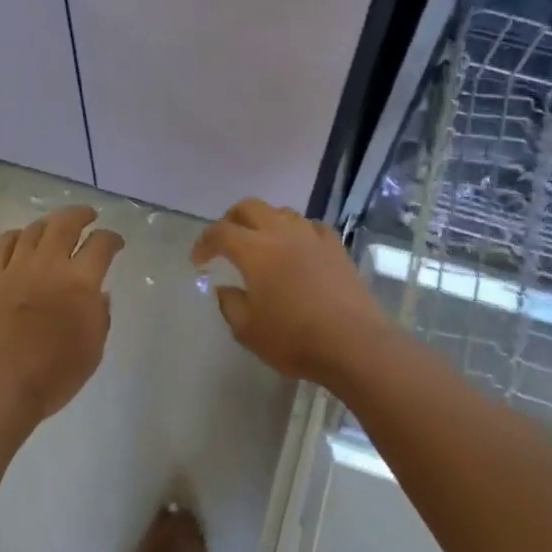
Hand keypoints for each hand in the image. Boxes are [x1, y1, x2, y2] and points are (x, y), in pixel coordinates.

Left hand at [0, 206, 124, 422]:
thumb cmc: (53, 376)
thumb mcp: (92, 351)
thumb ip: (99, 317)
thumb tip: (99, 294)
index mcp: (80, 282)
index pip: (101, 245)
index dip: (112, 238)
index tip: (116, 242)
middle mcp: (49, 265)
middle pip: (65, 224)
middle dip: (81, 215)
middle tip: (88, 216)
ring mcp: (15, 269)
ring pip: (33, 230)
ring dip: (48, 224)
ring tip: (54, 227)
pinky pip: (1, 245)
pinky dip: (13, 236)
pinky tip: (18, 239)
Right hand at [191, 198, 388, 384]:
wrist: (353, 343)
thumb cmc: (294, 339)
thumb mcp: (248, 331)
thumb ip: (230, 305)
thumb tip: (226, 288)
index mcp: (255, 251)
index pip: (220, 232)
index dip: (204, 243)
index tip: (199, 261)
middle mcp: (282, 233)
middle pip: (250, 208)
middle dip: (231, 220)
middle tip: (225, 241)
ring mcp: (313, 237)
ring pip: (282, 212)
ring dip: (264, 222)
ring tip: (260, 243)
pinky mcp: (337, 248)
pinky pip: (311, 227)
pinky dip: (296, 231)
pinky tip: (297, 248)